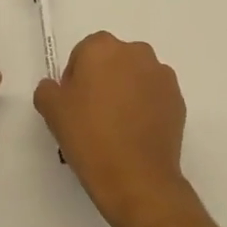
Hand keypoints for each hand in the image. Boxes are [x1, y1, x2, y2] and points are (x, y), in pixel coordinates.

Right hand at [33, 32, 189, 226]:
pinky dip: (146, 108)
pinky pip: (154, 96)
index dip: (75, 79)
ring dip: (126, 92)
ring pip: (135, 77)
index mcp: (102, 47)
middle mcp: (135, 52)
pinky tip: (136, 135)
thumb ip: (48, 89)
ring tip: (117, 128)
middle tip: (93, 116)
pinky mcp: (178, 99)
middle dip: (102, 81)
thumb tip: (57, 88)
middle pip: (112, 61)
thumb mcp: (52, 111)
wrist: (137, 178)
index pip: (83, 54)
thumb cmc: (89, 136)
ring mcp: (161, 75)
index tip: (73, 106)